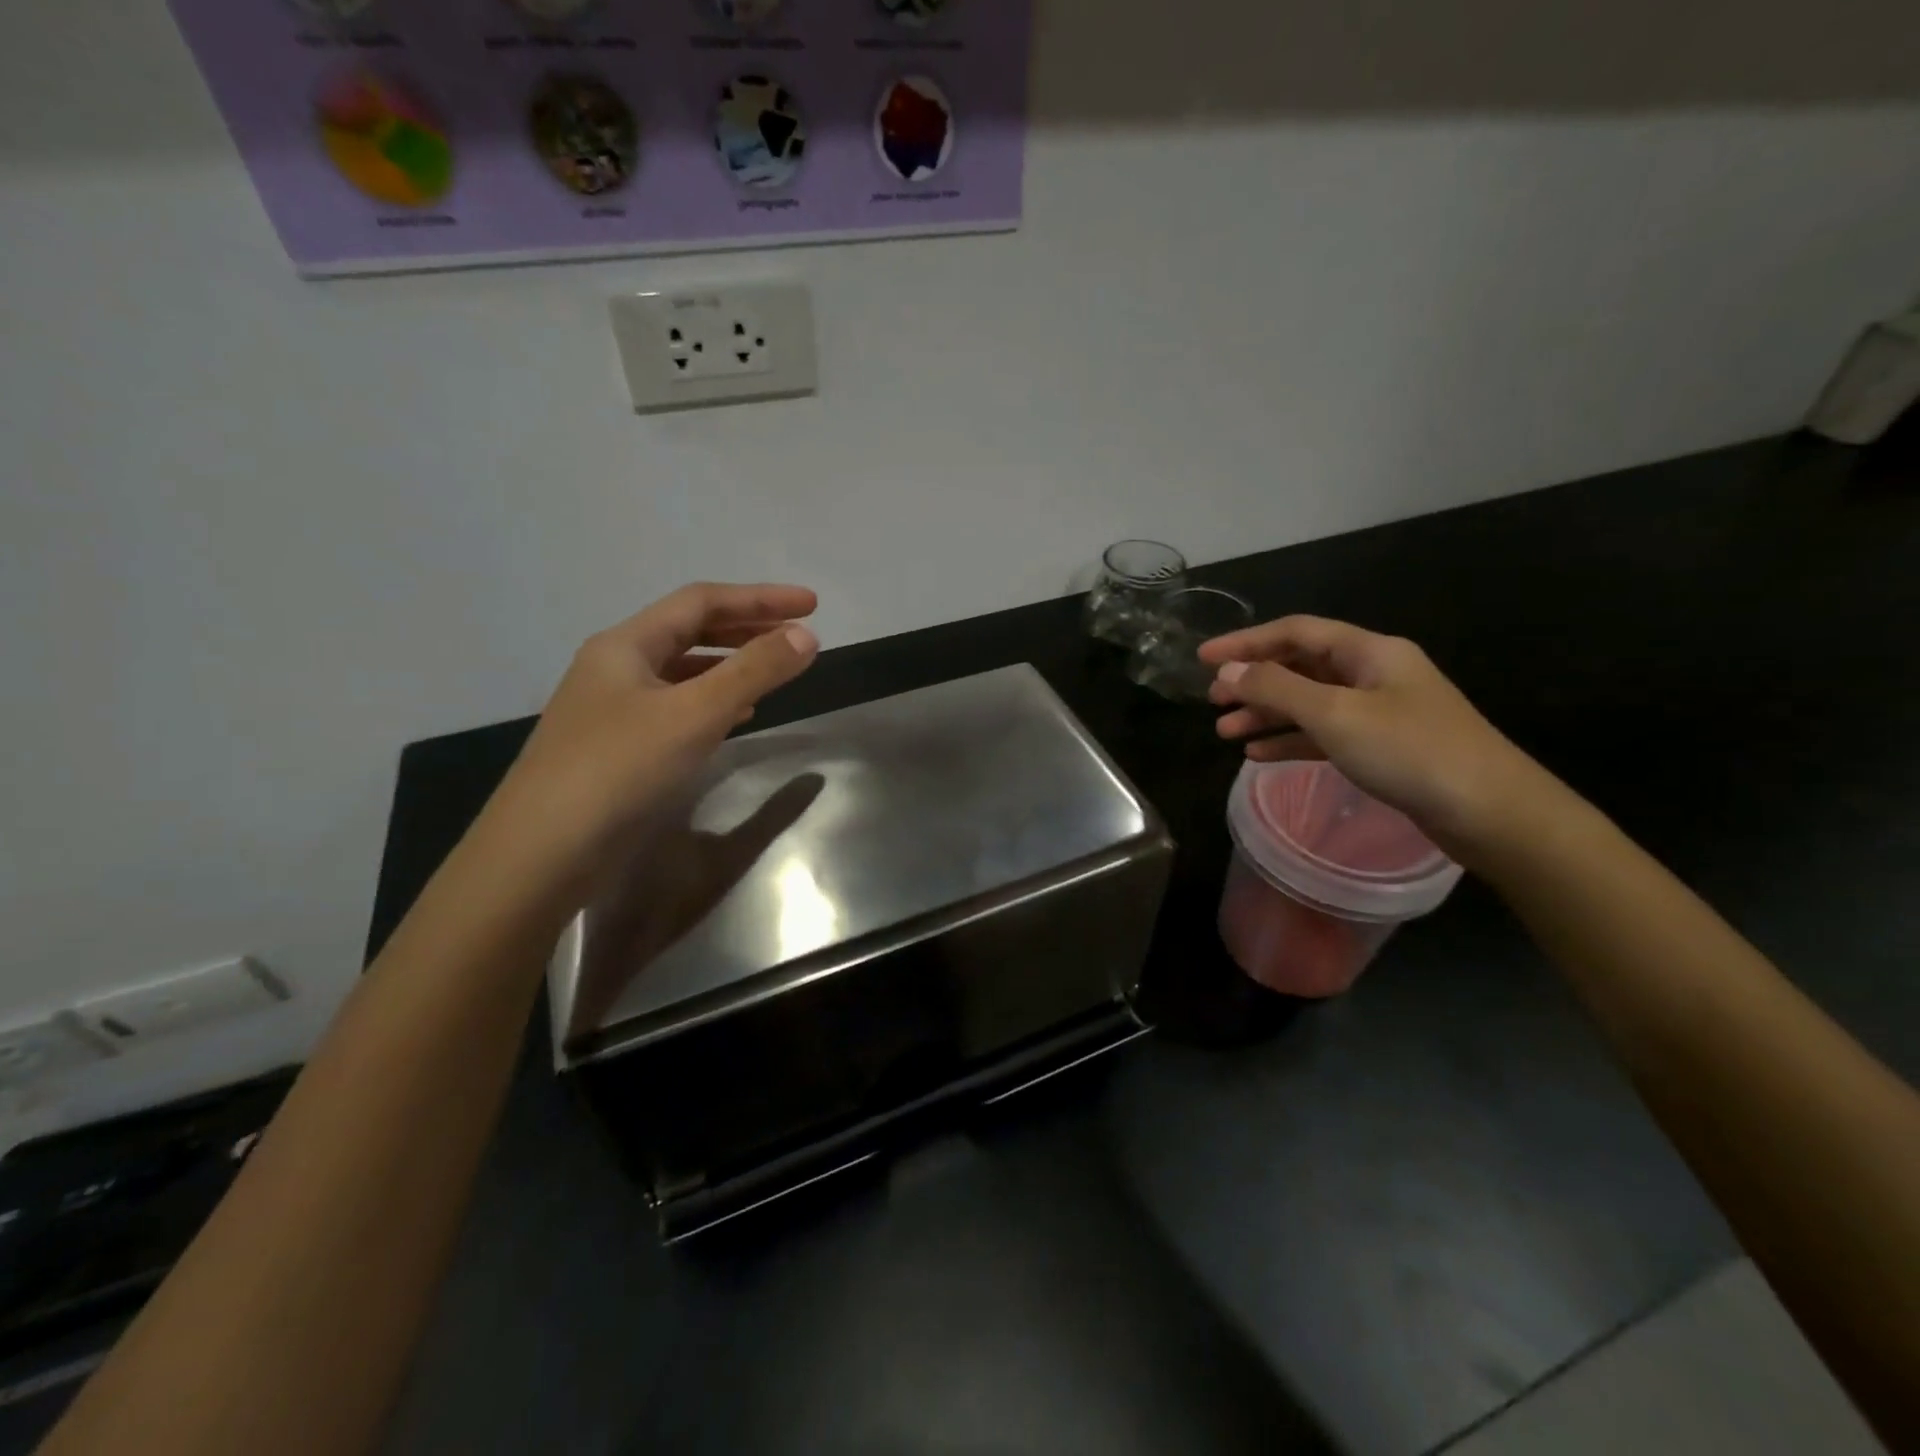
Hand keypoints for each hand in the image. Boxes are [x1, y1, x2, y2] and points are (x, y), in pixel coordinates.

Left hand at [494, 583, 819, 877]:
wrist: (541, 854)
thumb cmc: (619, 770)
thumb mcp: (695, 714)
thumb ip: (753, 672)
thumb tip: (805, 635)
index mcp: (626, 645)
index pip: (701, 602)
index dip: (760, 598)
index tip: (812, 605)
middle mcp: (616, 668)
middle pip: (690, 632)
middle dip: (747, 628)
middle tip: (797, 635)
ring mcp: (613, 710)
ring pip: (683, 672)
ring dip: (731, 665)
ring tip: (774, 672)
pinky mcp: (618, 749)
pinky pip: (676, 708)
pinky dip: (713, 703)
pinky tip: (736, 719)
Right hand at [1199, 615, 1548, 858]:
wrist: (1491, 812)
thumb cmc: (1411, 752)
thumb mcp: (1335, 714)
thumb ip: (1277, 689)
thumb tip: (1229, 671)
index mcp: (1369, 652)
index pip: (1295, 632)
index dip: (1245, 641)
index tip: (1203, 657)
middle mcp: (1373, 674)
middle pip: (1300, 666)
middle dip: (1253, 680)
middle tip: (1212, 699)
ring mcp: (1379, 712)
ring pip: (1308, 703)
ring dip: (1265, 714)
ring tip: (1224, 733)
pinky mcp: (1382, 748)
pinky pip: (1323, 734)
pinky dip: (1289, 741)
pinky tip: (1258, 755)